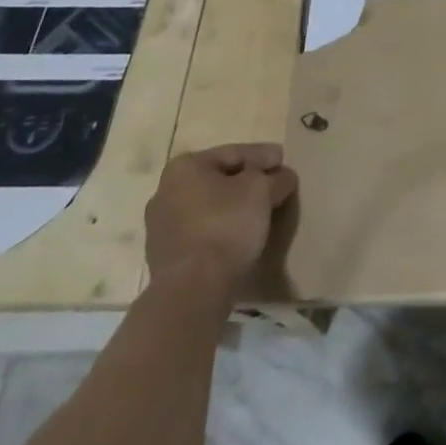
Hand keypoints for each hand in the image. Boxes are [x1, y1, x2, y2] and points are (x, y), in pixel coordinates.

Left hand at [144, 143, 297, 298]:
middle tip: (274, 185)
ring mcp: (161, 228)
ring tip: (261, 212)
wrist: (192, 292)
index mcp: (185, 167)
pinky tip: (241, 236)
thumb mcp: (262, 191)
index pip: (234, 153)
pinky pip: (202, 232)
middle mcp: (165, 192)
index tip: (284, 161)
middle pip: (219, 179)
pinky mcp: (165, 258)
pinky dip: (222, 229)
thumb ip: (276, 178)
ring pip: (209, 207)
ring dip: (235, 207)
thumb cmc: (226, 226)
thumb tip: (284, 177)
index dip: (264, 155)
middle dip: (248, 182)